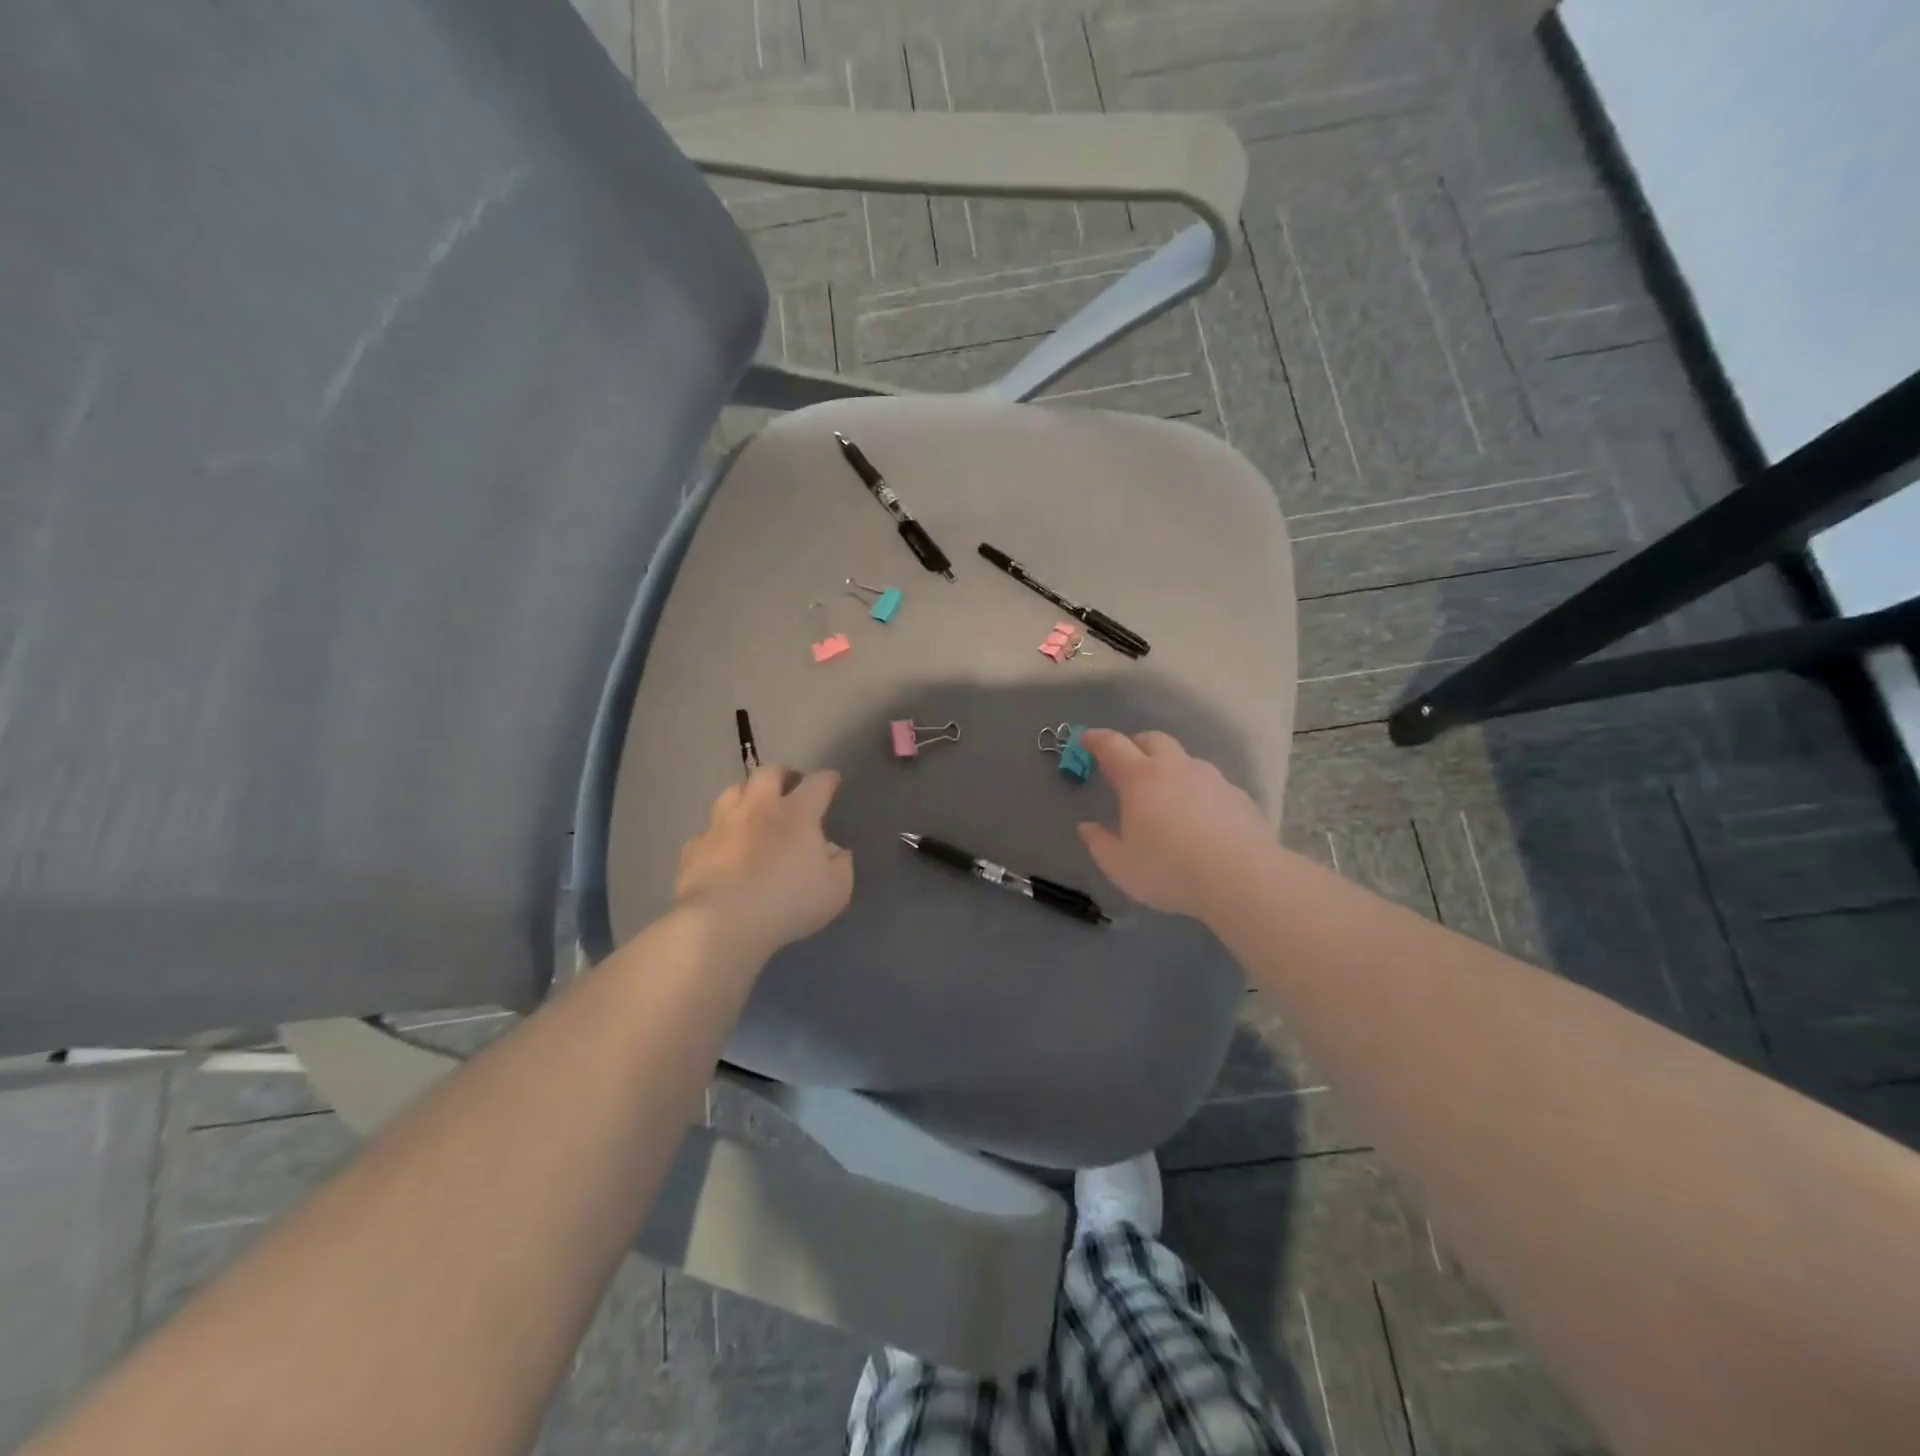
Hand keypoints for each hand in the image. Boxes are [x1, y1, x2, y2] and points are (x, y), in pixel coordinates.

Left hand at [674, 767, 853, 958]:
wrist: (722, 922)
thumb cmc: (788, 902)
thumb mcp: (836, 890)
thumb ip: (841, 864)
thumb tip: (834, 851)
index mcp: (797, 813)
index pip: (817, 783)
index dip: (827, 780)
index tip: (832, 782)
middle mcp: (758, 808)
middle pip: (768, 774)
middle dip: (782, 775)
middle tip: (790, 787)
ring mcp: (721, 826)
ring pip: (731, 792)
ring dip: (745, 796)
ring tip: (752, 809)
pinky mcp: (694, 849)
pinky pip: (707, 833)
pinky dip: (717, 836)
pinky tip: (721, 849)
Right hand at [1076, 730, 1272, 918]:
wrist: (1241, 877)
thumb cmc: (1169, 870)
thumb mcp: (1120, 865)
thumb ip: (1099, 843)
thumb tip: (1087, 827)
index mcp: (1140, 778)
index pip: (1112, 745)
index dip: (1096, 739)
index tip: (1085, 739)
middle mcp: (1175, 768)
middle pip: (1152, 739)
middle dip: (1135, 745)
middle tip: (1125, 763)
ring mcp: (1211, 779)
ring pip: (1185, 759)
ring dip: (1169, 766)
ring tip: (1165, 794)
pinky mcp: (1238, 796)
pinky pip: (1210, 783)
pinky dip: (1197, 790)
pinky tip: (1199, 816)